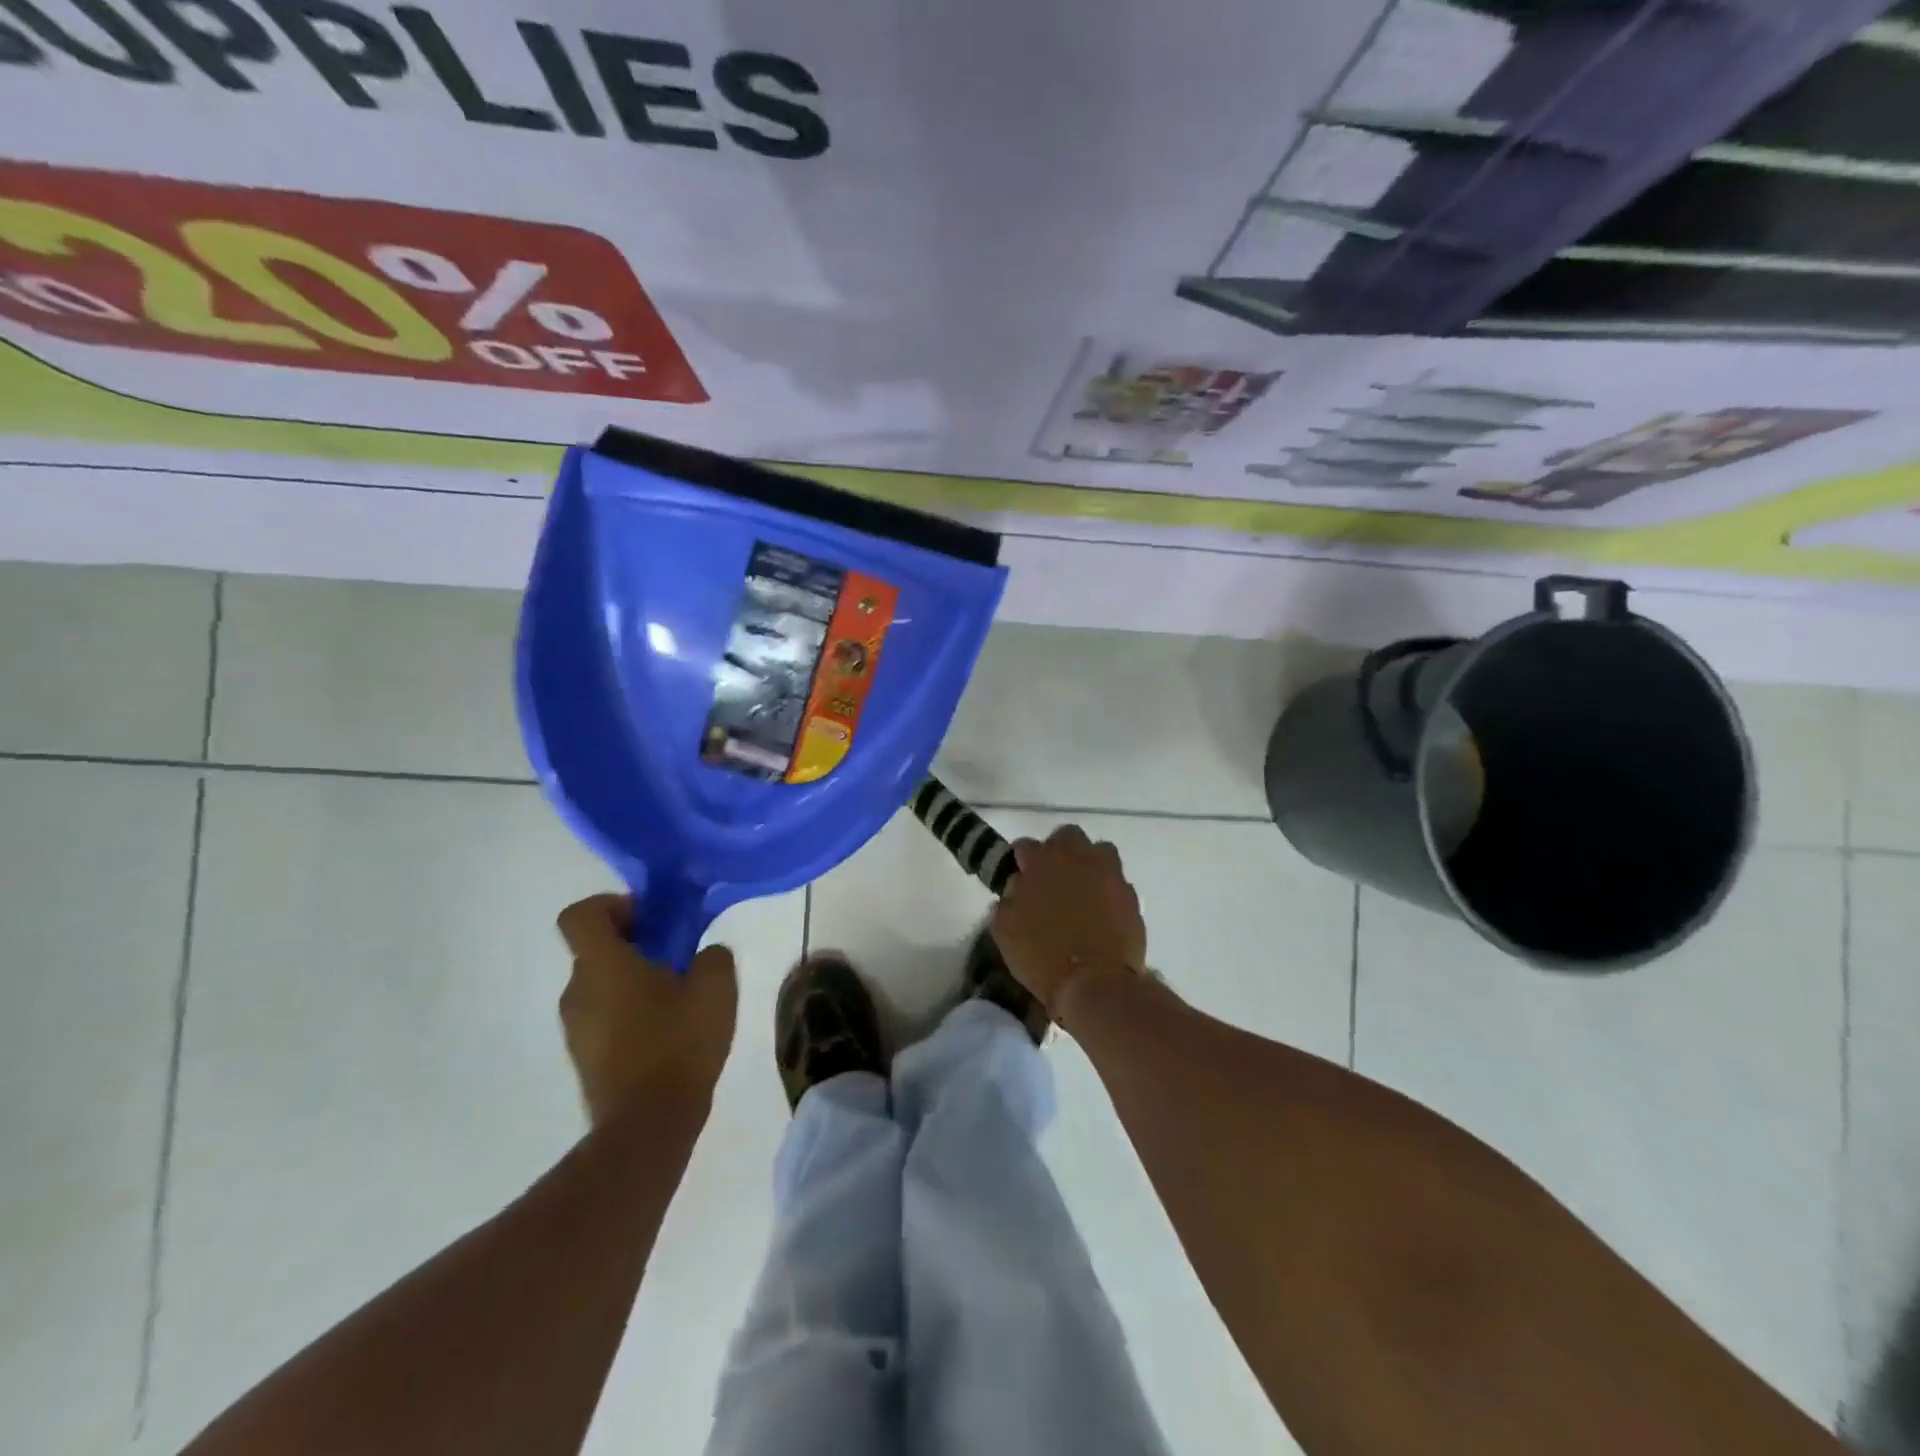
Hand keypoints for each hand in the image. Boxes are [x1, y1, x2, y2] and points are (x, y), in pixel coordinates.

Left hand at [556, 894, 737, 1122]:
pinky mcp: (583, 1058)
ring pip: (599, 985)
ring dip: (631, 981)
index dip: (610, 905)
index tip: (648, 918)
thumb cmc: (678, 1044)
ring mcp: (575, 1028)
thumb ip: (712, 957)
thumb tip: (704, 954)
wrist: (647, 1125)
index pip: (581, 915)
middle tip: (676, 957)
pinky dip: (627, 1013)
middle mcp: (577, 991)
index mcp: (602, 965)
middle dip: (633, 945)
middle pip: (594, 950)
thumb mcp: (715, 989)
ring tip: (676, 999)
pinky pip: (602, 1017)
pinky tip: (665, 1032)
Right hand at [990, 825, 1146, 1023]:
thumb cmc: (1041, 957)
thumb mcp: (1005, 931)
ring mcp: (1108, 874)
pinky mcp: (1130, 895)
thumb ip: (1007, 901)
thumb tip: (1016, 888)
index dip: (1021, 861)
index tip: (1020, 876)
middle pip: (1067, 836)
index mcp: (1041, 862)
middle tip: (1052, 876)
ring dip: (1089, 863)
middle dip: (1058, 850)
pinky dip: (1108, 890)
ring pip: (1100, 851)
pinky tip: (1101, 912)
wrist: (1094, 983)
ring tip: (1081, 889)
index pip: (1025, 846)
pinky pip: (1117, 882)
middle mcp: (1077, 858)